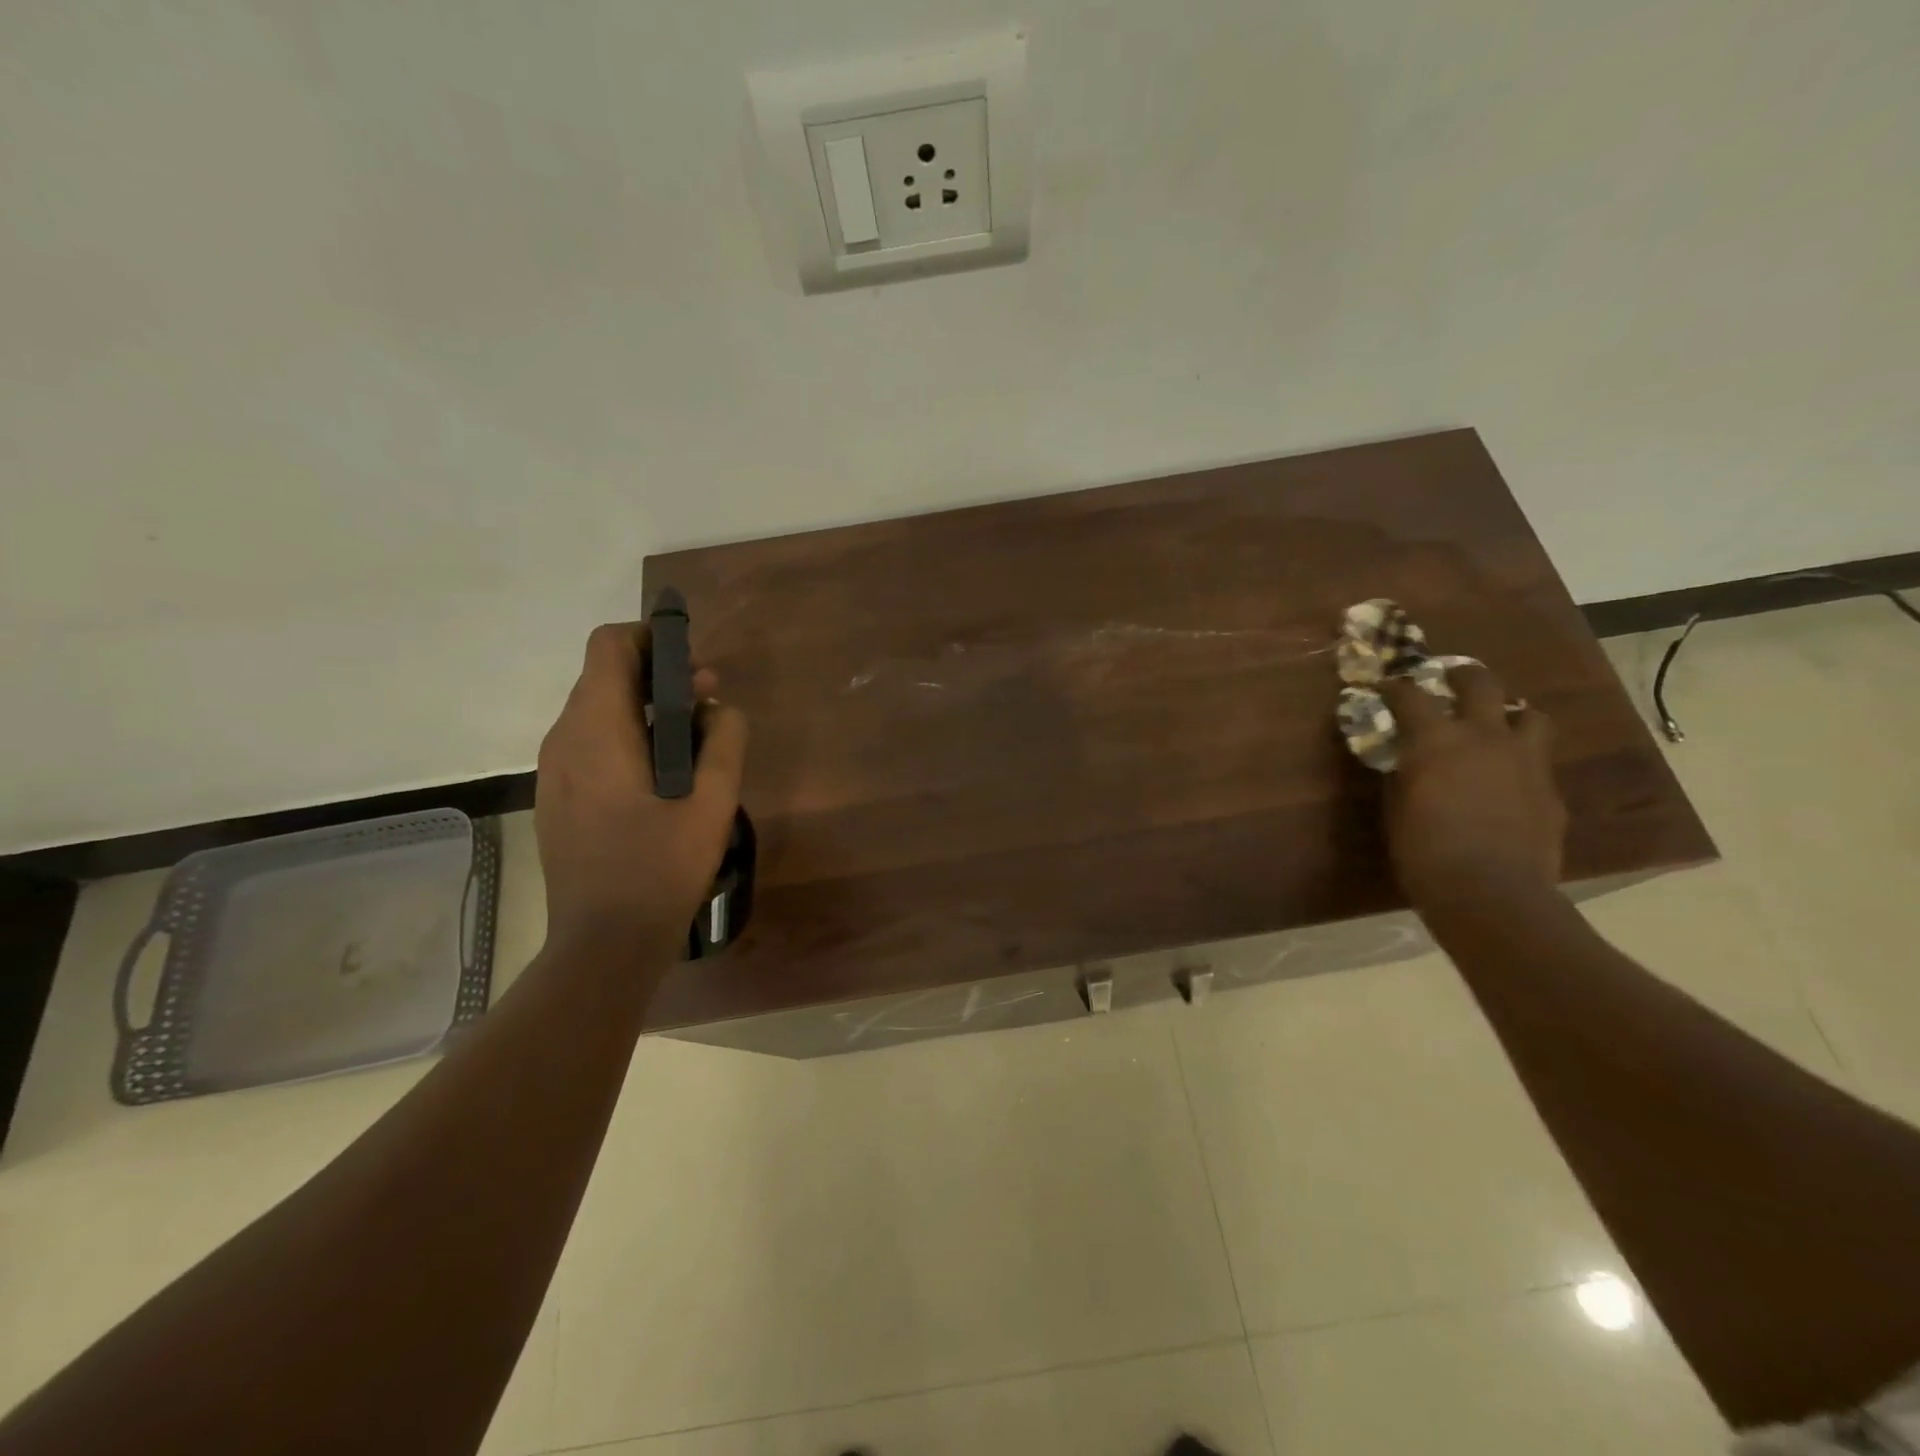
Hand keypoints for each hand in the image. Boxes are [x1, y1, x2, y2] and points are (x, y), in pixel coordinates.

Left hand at [534, 623, 747, 956]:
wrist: (604, 942)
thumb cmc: (661, 868)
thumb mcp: (713, 802)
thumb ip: (724, 741)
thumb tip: (719, 707)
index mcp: (597, 731)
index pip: (609, 646)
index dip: (651, 638)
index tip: (692, 664)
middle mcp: (563, 739)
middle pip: (604, 676)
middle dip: (658, 678)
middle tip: (708, 707)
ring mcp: (553, 771)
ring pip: (597, 712)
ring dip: (644, 711)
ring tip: (692, 745)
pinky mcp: (556, 797)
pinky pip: (589, 745)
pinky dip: (625, 739)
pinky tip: (660, 780)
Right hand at [1379, 664, 1563, 908]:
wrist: (1491, 893)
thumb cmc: (1424, 851)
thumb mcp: (1396, 808)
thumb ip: (1402, 774)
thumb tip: (1405, 761)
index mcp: (1436, 740)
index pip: (1411, 695)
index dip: (1395, 687)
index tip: (1385, 686)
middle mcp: (1484, 737)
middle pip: (1481, 683)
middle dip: (1462, 675)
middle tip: (1450, 680)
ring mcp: (1526, 761)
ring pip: (1529, 714)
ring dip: (1510, 714)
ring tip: (1496, 726)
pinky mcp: (1551, 790)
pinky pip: (1538, 761)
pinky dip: (1520, 761)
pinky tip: (1507, 782)